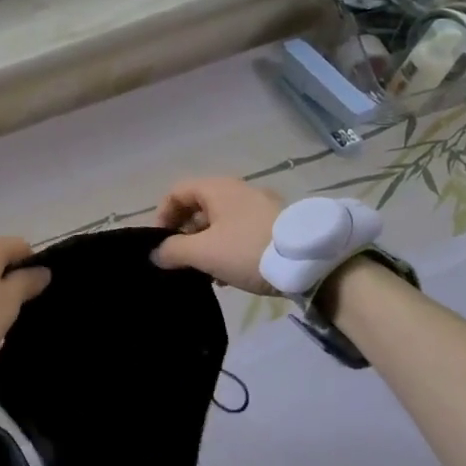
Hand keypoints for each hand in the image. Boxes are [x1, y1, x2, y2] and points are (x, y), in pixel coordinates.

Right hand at [153, 177, 283, 294]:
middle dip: (184, 234)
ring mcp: (259, 206)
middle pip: (198, 207)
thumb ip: (173, 251)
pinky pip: (240, 233)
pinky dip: (227, 249)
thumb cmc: (247, 249)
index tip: (160, 243)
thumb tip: (155, 254)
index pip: (177, 192)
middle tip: (180, 261)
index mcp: (217, 188)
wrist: (310, 262)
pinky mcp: (275, 225)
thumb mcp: (204, 252)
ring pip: (220, 223)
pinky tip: (228, 276)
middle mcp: (237, 190)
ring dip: (206, 245)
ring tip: (204, 273)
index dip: (162, 215)